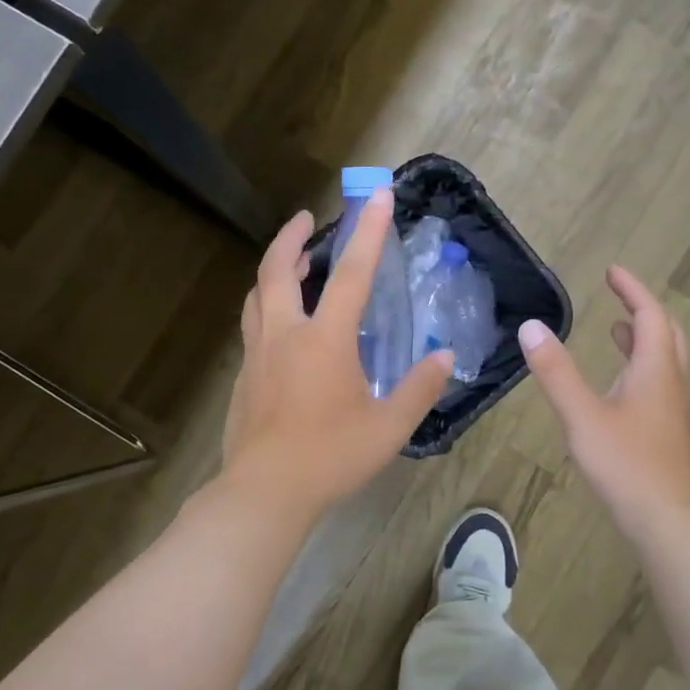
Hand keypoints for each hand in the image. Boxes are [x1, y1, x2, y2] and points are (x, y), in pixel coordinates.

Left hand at [221, 189, 453, 520]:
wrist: (264, 493)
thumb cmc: (331, 456)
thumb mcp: (388, 427)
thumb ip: (419, 388)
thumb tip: (444, 357)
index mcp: (324, 340)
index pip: (352, 274)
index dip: (368, 231)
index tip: (378, 196)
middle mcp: (285, 335)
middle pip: (278, 270)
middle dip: (292, 236)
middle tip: (308, 218)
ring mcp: (258, 355)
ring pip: (258, 295)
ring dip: (276, 270)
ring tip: (296, 264)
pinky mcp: (244, 376)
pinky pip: (254, 326)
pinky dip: (268, 306)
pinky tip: (284, 326)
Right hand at [518, 266, 689, 533]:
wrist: (669, 523)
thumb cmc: (626, 464)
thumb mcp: (581, 415)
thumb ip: (556, 371)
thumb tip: (531, 327)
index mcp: (654, 370)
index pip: (650, 315)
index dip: (632, 290)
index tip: (612, 271)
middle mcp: (671, 383)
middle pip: (666, 334)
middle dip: (643, 310)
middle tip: (618, 295)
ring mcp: (673, 411)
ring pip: (664, 361)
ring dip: (642, 339)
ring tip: (616, 330)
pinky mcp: (668, 434)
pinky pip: (658, 384)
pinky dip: (639, 367)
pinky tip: (618, 387)